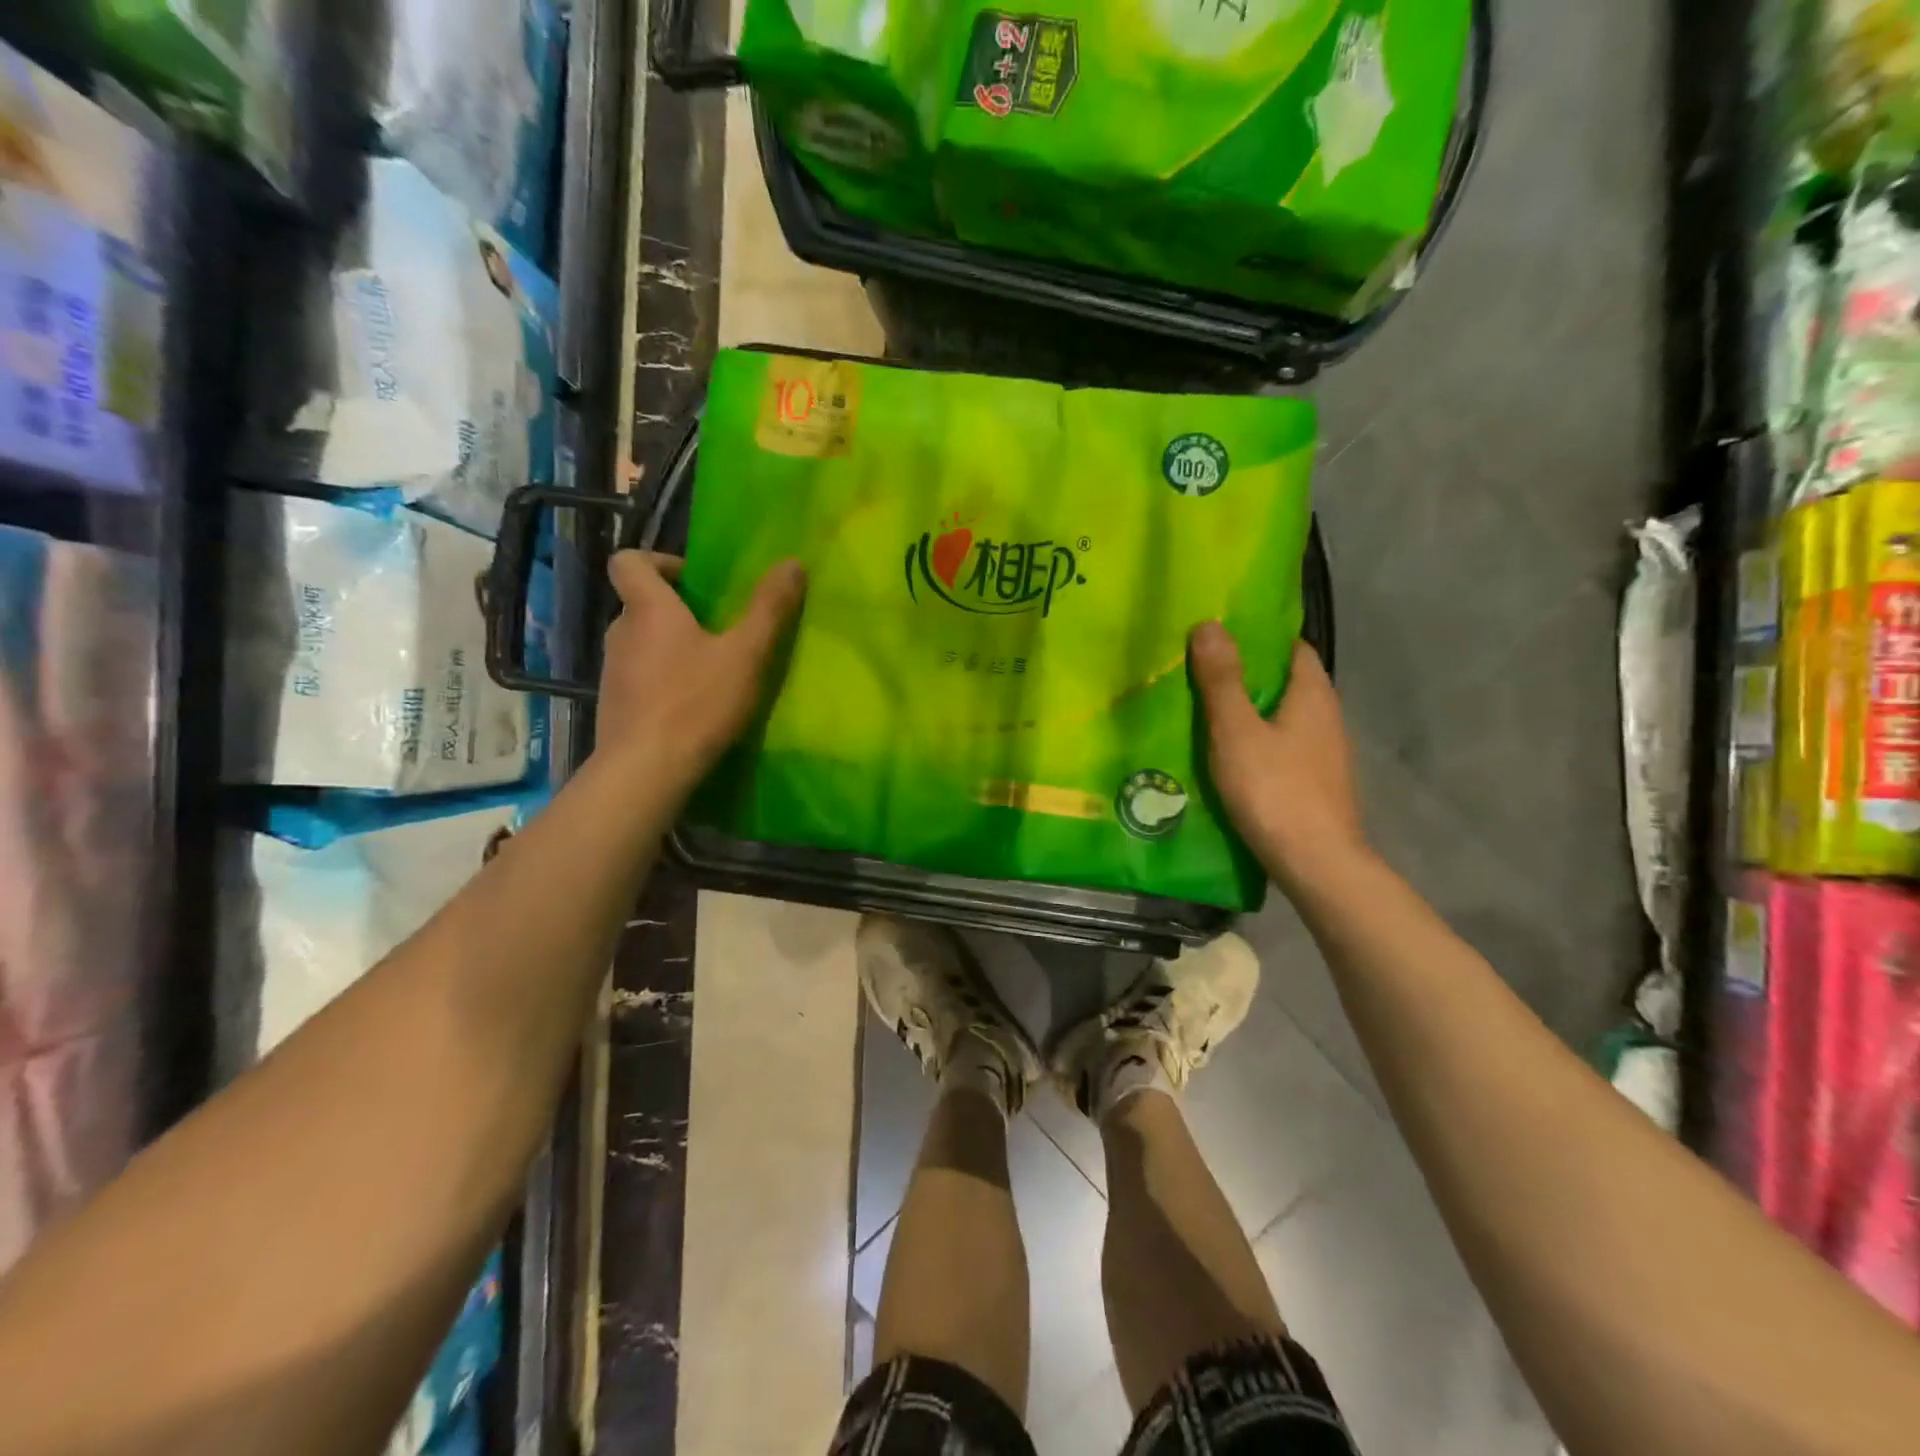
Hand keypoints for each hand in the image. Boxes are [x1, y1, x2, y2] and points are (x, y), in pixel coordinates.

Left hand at [594, 550, 805, 795]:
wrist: (645, 771)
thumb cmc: (696, 703)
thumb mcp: (746, 655)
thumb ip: (769, 609)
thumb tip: (793, 562)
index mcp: (648, 609)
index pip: (628, 561)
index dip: (658, 561)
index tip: (693, 581)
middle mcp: (620, 632)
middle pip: (640, 604)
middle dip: (676, 611)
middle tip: (717, 630)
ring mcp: (612, 672)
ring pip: (640, 644)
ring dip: (669, 648)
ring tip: (709, 672)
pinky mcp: (613, 706)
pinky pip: (638, 678)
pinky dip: (660, 681)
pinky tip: (690, 707)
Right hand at [1189, 622, 1366, 893]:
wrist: (1316, 863)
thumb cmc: (1274, 789)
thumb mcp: (1236, 731)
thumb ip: (1222, 680)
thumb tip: (1210, 624)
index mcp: (1313, 693)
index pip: (1291, 646)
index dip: (1258, 636)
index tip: (1219, 633)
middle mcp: (1327, 715)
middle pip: (1286, 680)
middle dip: (1247, 673)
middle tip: (1199, 669)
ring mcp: (1325, 752)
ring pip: (1283, 715)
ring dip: (1251, 708)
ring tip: (1205, 708)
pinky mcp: (1316, 781)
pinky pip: (1283, 744)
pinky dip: (1258, 739)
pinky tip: (1229, 752)